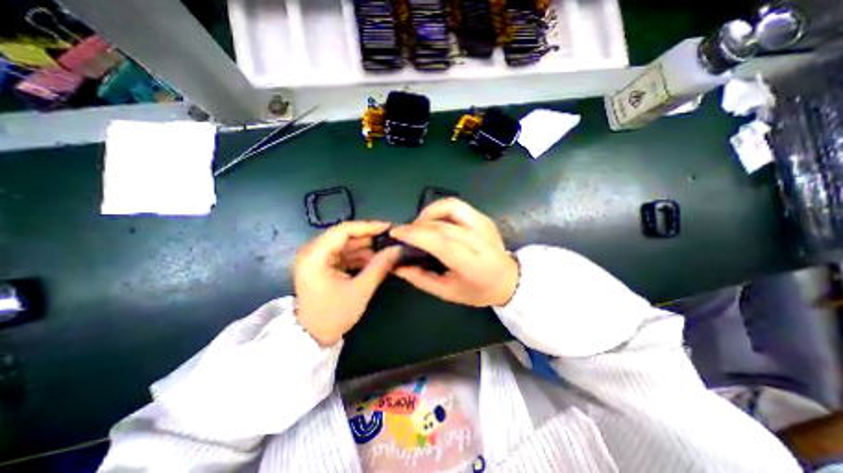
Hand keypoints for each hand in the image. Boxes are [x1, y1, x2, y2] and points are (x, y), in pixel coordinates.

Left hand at [296, 222, 401, 346]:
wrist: (313, 337)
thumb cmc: (333, 315)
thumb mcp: (360, 290)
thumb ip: (379, 266)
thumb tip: (397, 250)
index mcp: (315, 255)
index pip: (343, 230)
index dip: (368, 226)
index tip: (388, 227)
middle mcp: (313, 251)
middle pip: (345, 236)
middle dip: (369, 238)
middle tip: (391, 239)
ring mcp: (317, 258)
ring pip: (346, 244)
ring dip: (366, 248)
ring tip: (386, 251)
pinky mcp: (322, 265)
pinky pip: (344, 254)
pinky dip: (359, 256)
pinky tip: (374, 261)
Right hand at [390, 197, 519, 306]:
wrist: (508, 279)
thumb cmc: (477, 290)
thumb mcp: (447, 292)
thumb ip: (420, 278)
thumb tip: (397, 265)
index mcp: (471, 261)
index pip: (439, 240)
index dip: (415, 234)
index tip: (396, 233)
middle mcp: (478, 238)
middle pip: (441, 224)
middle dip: (416, 225)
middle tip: (404, 233)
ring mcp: (482, 224)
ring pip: (449, 206)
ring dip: (428, 212)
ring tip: (419, 225)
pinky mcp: (483, 217)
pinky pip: (456, 206)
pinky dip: (440, 209)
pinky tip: (434, 221)